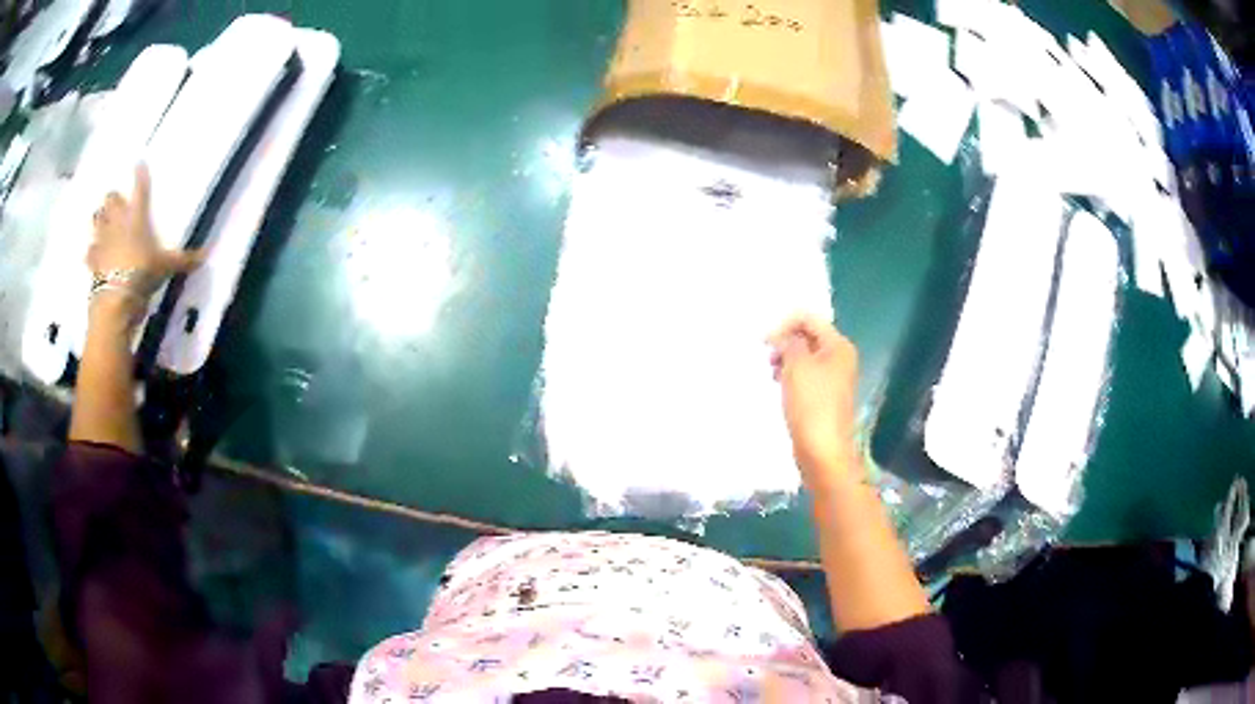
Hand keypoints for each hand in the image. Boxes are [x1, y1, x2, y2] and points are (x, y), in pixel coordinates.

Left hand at [87, 164, 201, 301]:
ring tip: (100, 219)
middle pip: (111, 200)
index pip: (140, 189)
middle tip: (115, 200)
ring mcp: (103, 240)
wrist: (116, 300)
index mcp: (137, 216)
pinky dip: (91, 251)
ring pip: (97, 220)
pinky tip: (92, 252)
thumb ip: (184, 260)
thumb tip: (206, 256)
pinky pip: (89, 252)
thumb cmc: (142, 274)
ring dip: (99, 218)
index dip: (140, 175)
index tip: (138, 162)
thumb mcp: (167, 267)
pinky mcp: (93, 261)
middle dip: (112, 199)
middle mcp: (118, 222)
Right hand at [768, 314, 859, 479]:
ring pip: (805, 357)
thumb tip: (785, 337)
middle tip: (767, 357)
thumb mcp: (797, 365)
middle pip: (808, 336)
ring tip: (772, 373)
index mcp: (838, 346)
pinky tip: (780, 386)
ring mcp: (833, 379)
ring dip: (786, 359)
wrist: (822, 450)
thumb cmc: (811, 405)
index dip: (784, 325)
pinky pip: (805, 376)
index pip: (809, 319)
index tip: (764, 342)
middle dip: (785, 342)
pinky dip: (790, 376)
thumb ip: (789, 343)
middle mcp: (840, 358)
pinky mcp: (824, 397)